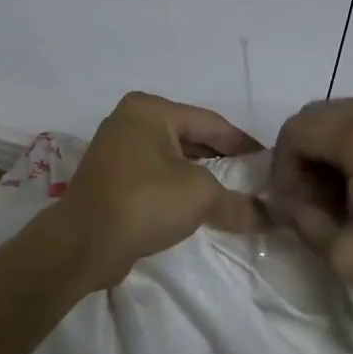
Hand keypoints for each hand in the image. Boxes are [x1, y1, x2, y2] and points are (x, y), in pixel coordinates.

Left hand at [53, 92, 265, 289]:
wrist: (82, 244)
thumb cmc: (144, 202)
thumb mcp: (200, 197)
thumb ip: (237, 202)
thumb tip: (270, 217)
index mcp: (150, 109)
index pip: (211, 122)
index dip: (243, 144)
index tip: (270, 163)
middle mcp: (130, 121)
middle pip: (190, 138)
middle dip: (222, 161)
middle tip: (254, 181)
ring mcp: (116, 150)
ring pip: (172, 159)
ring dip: (200, 177)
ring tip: (232, 197)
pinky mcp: (110, 179)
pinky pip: (155, 176)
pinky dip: (177, 188)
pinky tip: (198, 208)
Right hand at [268, 95, 352, 319]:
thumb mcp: (348, 255)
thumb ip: (302, 221)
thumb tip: (286, 201)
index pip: (295, 132)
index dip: (282, 169)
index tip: (295, 206)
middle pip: (320, 115)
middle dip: (307, 155)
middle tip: (318, 199)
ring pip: (352, 111)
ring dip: (336, 144)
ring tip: (350, 191)